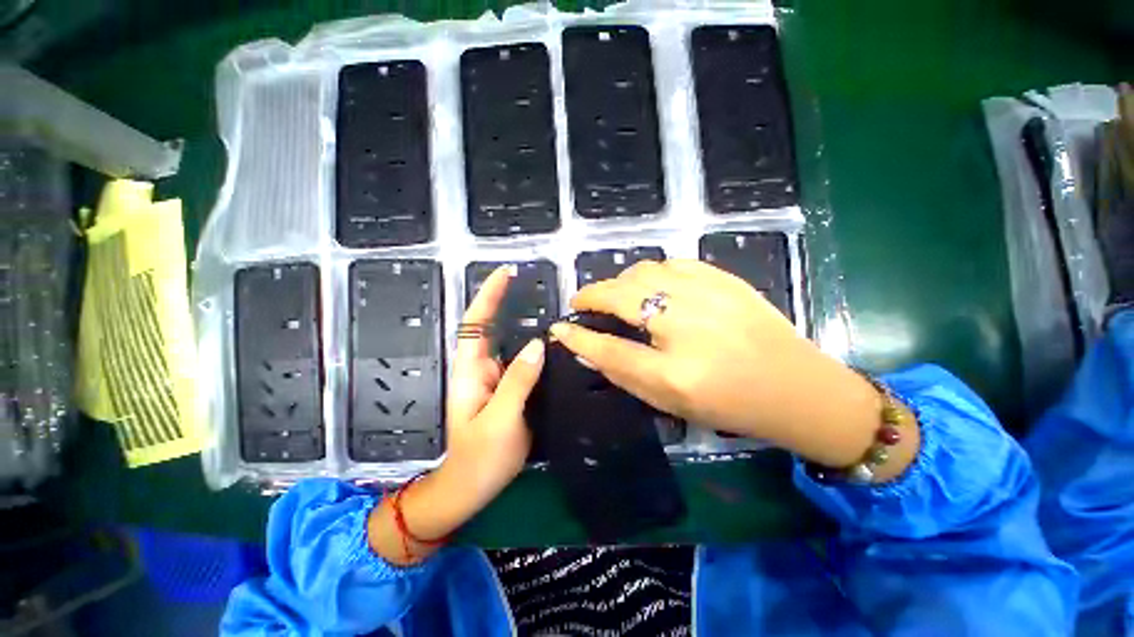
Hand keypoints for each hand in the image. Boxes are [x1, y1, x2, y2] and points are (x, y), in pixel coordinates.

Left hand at [369, 265, 543, 564]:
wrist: (471, 488)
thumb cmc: (480, 458)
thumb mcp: (500, 419)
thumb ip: (518, 380)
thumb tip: (538, 344)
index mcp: (471, 370)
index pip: (476, 322)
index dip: (489, 295)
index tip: (505, 273)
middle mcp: (482, 368)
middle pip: (492, 327)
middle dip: (506, 301)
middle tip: (532, 282)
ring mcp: (496, 379)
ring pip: (510, 343)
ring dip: (523, 322)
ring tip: (547, 305)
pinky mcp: (509, 390)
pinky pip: (523, 361)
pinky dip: (535, 347)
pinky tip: (553, 343)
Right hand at [550, 259, 912, 470]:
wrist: (797, 387)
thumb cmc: (729, 404)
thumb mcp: (670, 401)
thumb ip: (624, 371)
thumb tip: (587, 347)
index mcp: (675, 371)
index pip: (609, 348)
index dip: (578, 336)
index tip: (559, 328)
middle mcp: (689, 326)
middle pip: (622, 297)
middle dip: (592, 295)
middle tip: (582, 302)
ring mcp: (710, 295)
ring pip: (643, 272)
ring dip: (619, 282)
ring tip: (614, 295)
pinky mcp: (725, 279)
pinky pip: (672, 264)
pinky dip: (650, 272)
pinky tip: (649, 284)